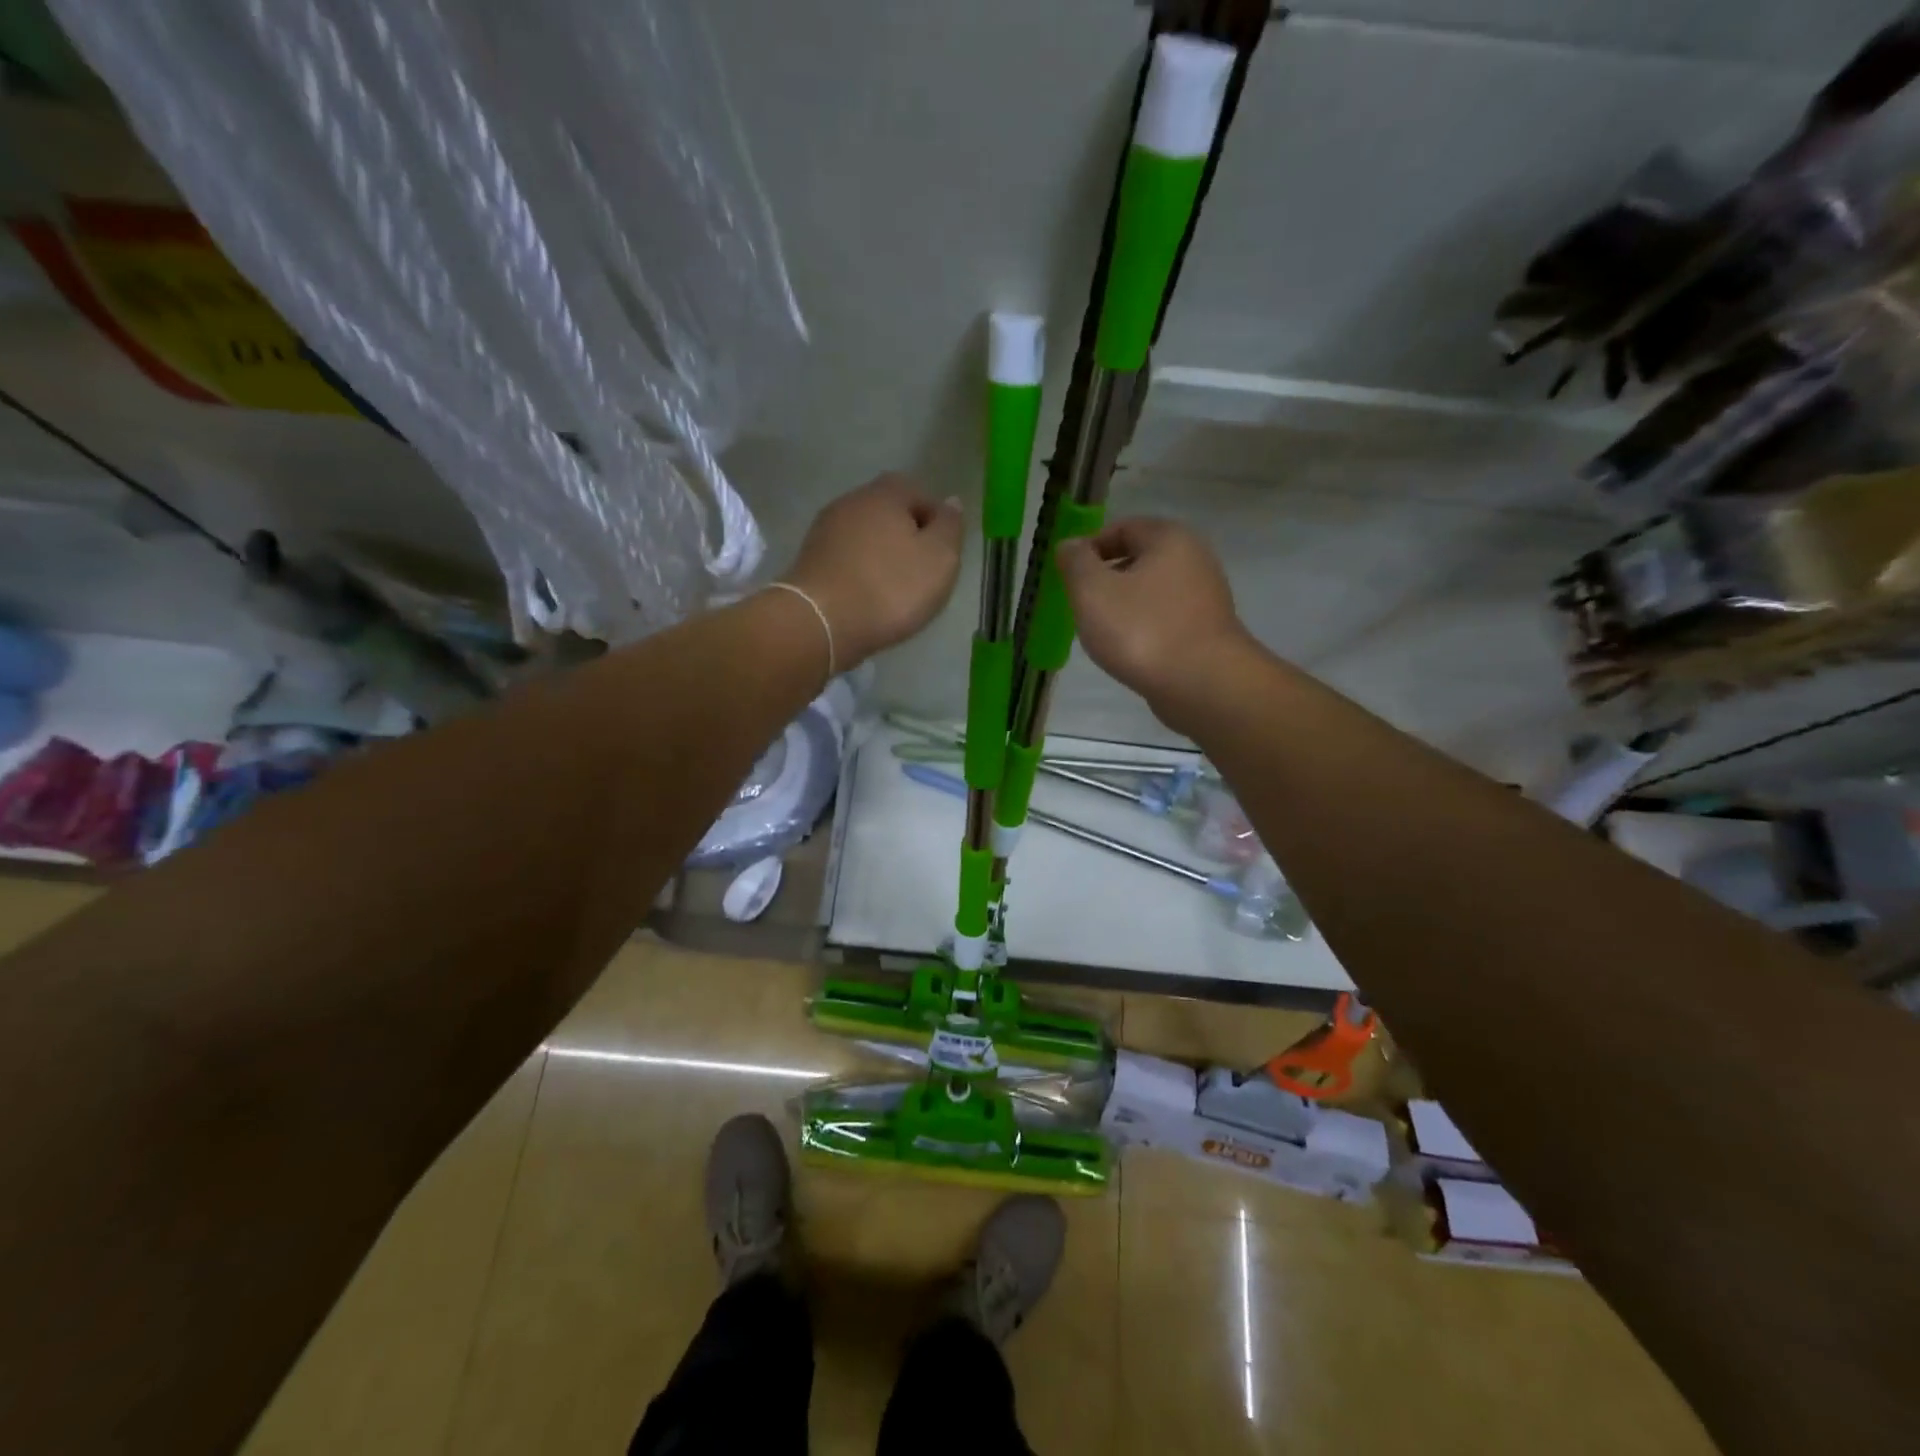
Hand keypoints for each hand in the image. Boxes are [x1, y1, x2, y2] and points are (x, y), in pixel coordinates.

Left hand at [783, 473, 963, 665]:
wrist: (821, 623)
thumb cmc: (891, 588)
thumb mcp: (940, 558)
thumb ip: (950, 527)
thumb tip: (951, 502)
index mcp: (886, 493)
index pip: (919, 492)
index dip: (936, 520)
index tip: (944, 553)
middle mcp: (852, 501)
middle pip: (889, 513)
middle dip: (907, 537)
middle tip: (922, 573)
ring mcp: (825, 530)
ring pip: (866, 536)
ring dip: (882, 556)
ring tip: (896, 590)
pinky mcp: (810, 560)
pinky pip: (846, 560)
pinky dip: (861, 573)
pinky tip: (868, 598)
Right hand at [1056, 517, 1251, 718]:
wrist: (1203, 684)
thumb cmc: (1142, 630)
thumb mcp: (1092, 591)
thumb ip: (1076, 563)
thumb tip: (1069, 545)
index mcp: (1169, 538)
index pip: (1121, 528)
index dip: (1089, 548)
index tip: (1068, 577)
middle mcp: (1195, 558)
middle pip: (1138, 559)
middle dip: (1106, 579)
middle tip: (1082, 606)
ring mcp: (1206, 596)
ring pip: (1152, 592)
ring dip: (1125, 607)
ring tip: (1103, 633)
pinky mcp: (1208, 630)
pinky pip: (1166, 619)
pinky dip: (1145, 629)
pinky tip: (1131, 652)